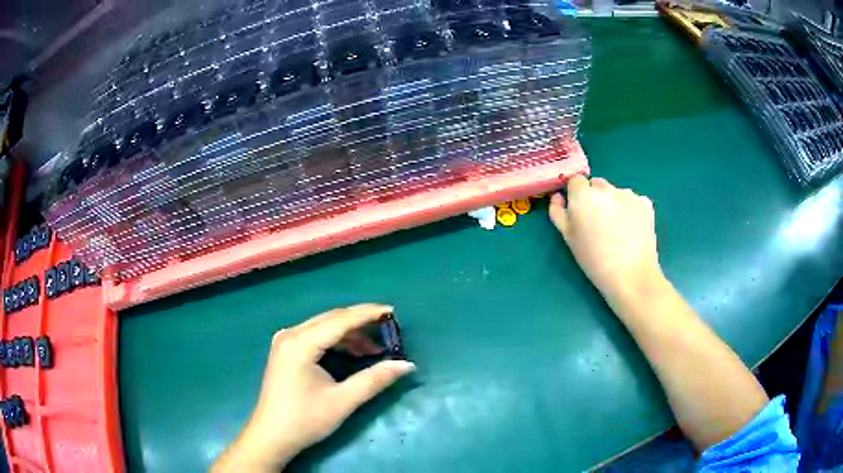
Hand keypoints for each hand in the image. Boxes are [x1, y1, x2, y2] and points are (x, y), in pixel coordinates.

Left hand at [213, 304, 415, 471]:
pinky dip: (336, 342)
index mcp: (300, 343)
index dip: (368, 314)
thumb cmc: (305, 420)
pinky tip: (353, 353)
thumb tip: (407, 365)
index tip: (393, 311)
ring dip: (350, 335)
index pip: (340, 320)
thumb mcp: (342, 401)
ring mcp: (285, 342)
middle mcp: (290, 335)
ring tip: (374, 350)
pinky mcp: (286, 351)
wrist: (271, 436)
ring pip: (324, 327)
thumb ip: (374, 380)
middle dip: (361, 323)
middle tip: (388, 331)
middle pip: (331, 319)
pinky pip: (315, 336)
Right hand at [549, 176, 662, 304]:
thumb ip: (558, 212)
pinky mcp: (645, 203)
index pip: (575, 180)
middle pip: (596, 184)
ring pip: (615, 192)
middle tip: (598, 223)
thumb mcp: (568, 238)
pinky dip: (631, 210)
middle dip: (595, 197)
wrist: (631, 276)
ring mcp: (628, 194)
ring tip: (617, 229)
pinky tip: (631, 229)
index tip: (579, 212)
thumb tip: (557, 196)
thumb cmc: (594, 260)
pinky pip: (633, 201)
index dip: (576, 195)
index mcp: (583, 195)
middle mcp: (606, 188)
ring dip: (613, 203)